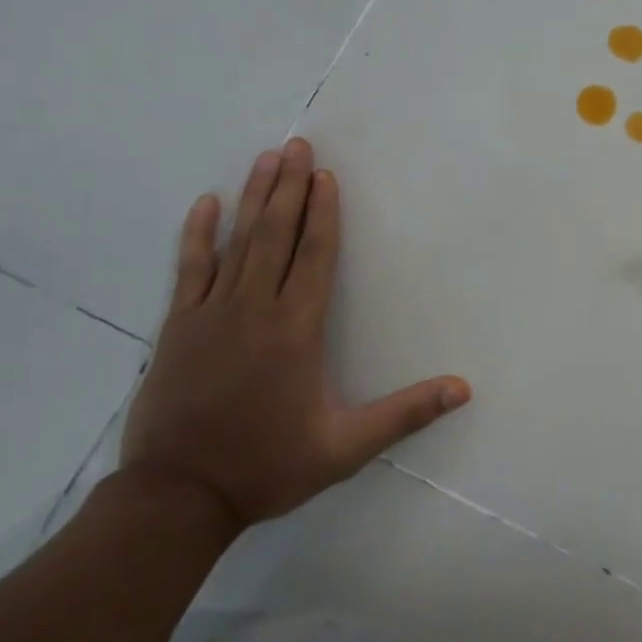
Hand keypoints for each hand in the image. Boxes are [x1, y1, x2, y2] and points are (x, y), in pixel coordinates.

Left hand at [122, 139, 469, 531]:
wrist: (178, 497)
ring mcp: (212, 314)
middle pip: (277, 235)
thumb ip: (405, 414)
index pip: (315, 256)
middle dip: (288, 187)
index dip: (324, 213)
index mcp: (297, 330)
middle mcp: (256, 309)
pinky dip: (198, 234)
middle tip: (296, 144)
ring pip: (237, 242)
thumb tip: (463, 389)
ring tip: (266, 158)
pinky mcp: (179, 327)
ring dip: (253, 197)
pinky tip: (205, 204)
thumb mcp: (346, 447)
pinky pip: (190, 269)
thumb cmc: (267, 466)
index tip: (326, 175)